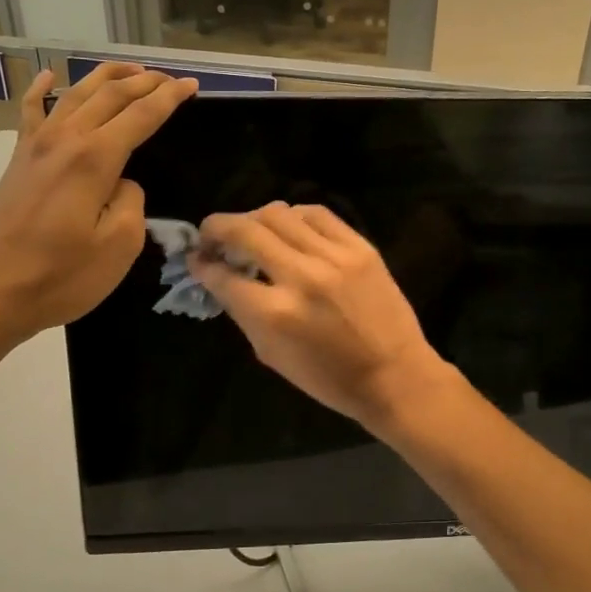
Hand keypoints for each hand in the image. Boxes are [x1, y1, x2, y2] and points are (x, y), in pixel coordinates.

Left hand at [0, 62, 196, 352]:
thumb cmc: (60, 277)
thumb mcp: (119, 247)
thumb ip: (131, 202)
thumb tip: (122, 182)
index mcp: (94, 158)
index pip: (141, 115)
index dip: (169, 98)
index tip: (192, 86)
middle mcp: (65, 139)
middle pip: (109, 95)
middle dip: (144, 82)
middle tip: (171, 79)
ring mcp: (36, 146)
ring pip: (75, 94)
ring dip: (106, 77)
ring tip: (131, 69)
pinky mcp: (18, 160)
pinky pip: (31, 112)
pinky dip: (42, 89)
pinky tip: (49, 76)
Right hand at [190, 203, 455, 430]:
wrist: (394, 375)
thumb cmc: (328, 378)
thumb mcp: (271, 354)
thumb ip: (242, 311)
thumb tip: (219, 276)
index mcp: (274, 314)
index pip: (223, 275)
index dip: (201, 264)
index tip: (196, 259)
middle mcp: (300, 277)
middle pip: (245, 231)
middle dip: (217, 228)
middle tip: (211, 234)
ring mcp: (334, 257)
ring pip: (278, 213)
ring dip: (254, 218)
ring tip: (251, 230)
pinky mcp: (360, 247)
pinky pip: (317, 214)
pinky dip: (294, 216)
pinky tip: (289, 227)